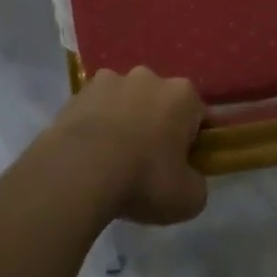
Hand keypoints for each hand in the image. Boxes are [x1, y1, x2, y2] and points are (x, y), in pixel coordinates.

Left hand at [44, 68, 207, 225]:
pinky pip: (95, 109)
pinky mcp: (77, 93)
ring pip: (125, 102)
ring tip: (113, 159)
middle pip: (160, 103)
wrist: (79, 172)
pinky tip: (88, 153)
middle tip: (149, 164)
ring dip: (124, 121)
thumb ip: (196, 183)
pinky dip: (96, 125)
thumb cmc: (143, 180)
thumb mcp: (189, 199)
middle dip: (157, 126)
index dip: (194, 142)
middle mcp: (148, 77)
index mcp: (182, 95)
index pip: (198, 116)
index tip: (184, 165)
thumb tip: (188, 178)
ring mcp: (109, 80)